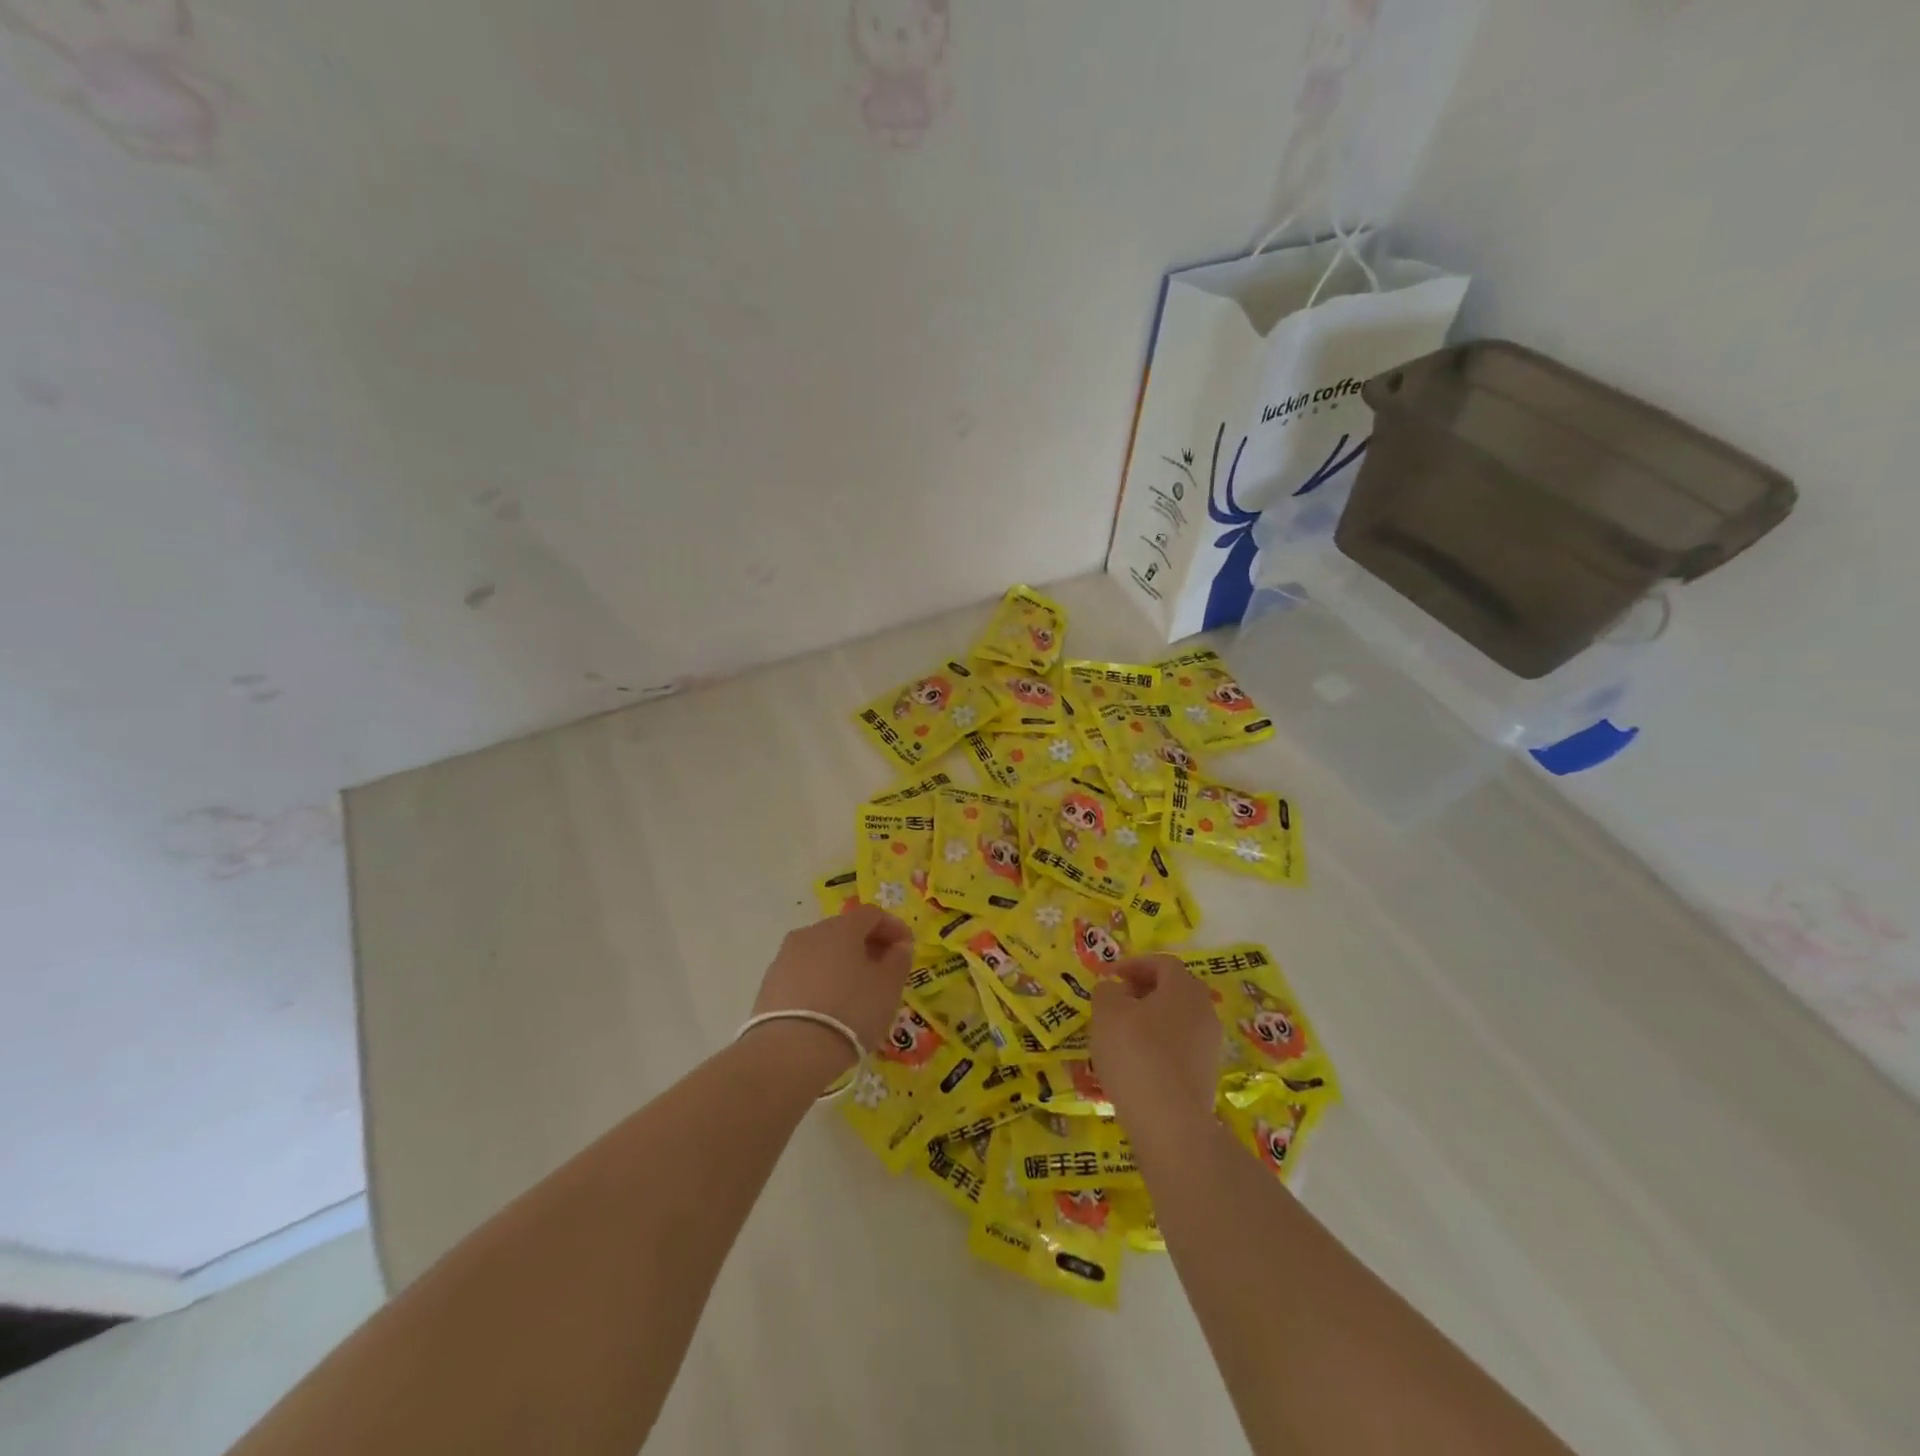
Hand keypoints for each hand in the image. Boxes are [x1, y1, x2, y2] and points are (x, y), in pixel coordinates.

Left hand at [751, 905, 913, 1063]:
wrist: (789, 1052)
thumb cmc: (850, 1011)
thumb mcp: (888, 987)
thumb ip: (899, 960)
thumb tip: (899, 945)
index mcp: (841, 927)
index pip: (872, 914)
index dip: (894, 927)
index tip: (907, 948)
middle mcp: (810, 933)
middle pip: (845, 930)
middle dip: (868, 945)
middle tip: (885, 970)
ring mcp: (785, 957)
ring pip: (822, 952)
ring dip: (843, 963)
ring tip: (857, 991)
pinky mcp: (770, 984)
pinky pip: (804, 973)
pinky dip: (821, 981)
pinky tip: (830, 1006)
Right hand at [1091, 953, 1223, 1126]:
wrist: (1170, 1123)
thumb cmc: (1136, 1054)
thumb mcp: (1107, 1013)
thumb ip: (1108, 991)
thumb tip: (1116, 990)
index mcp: (1184, 989)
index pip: (1163, 963)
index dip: (1134, 964)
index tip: (1110, 977)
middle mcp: (1205, 1012)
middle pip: (1175, 990)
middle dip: (1145, 991)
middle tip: (1118, 1002)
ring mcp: (1210, 1046)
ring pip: (1178, 1021)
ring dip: (1151, 1021)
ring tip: (1122, 1036)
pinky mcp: (1207, 1076)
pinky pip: (1180, 1048)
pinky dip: (1159, 1047)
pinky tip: (1137, 1065)